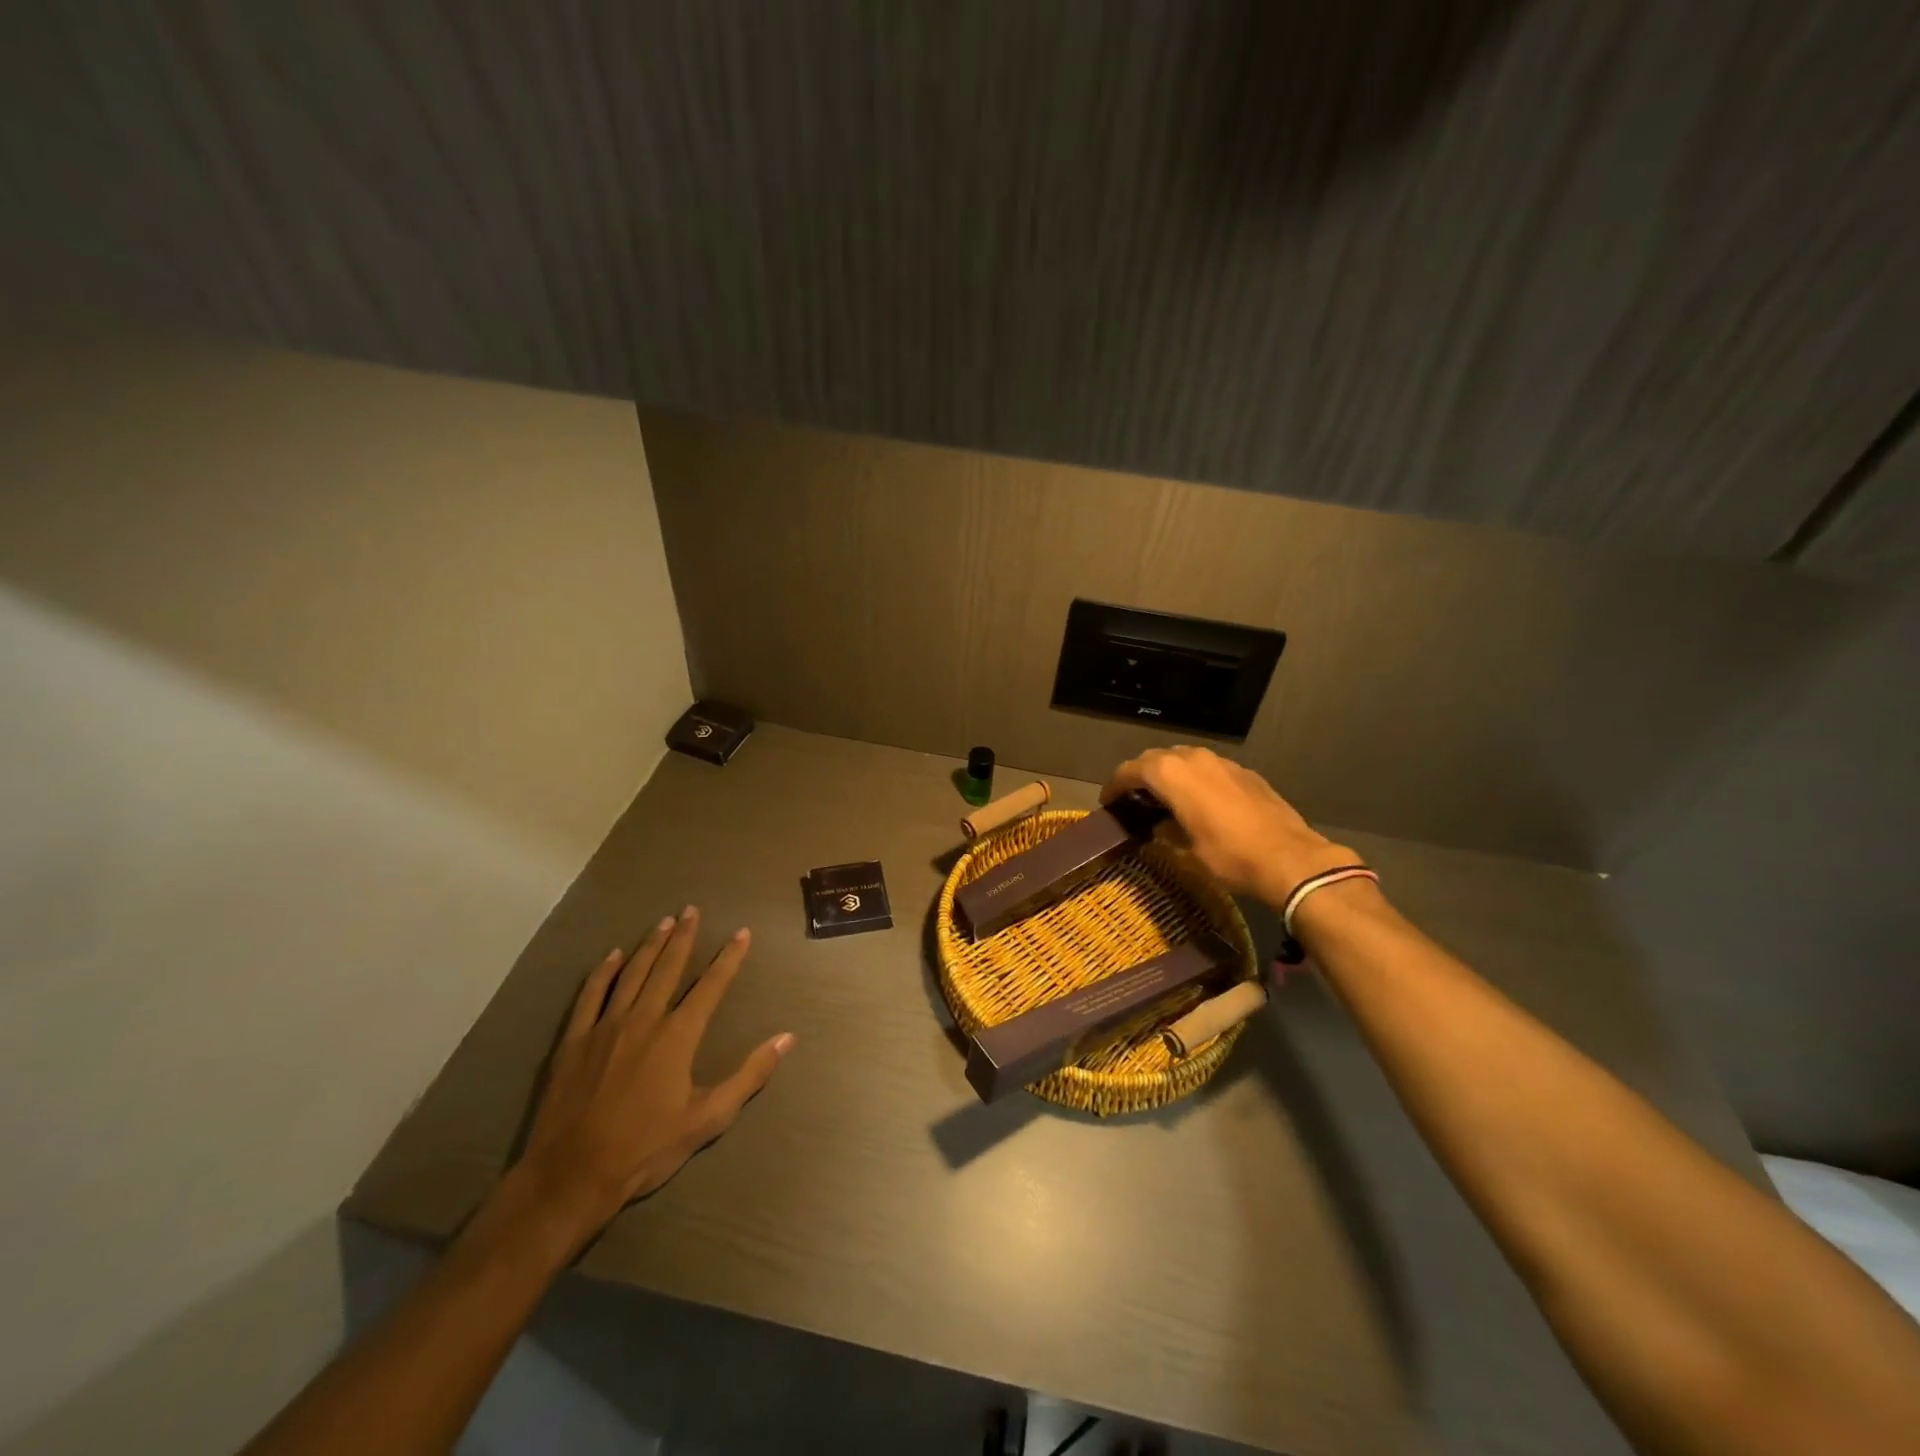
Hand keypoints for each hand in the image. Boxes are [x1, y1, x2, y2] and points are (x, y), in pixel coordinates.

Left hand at [517, 908, 793, 1238]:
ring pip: (632, 974)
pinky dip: (603, 972)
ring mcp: (605, 1027)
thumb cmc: (646, 1149)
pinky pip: (591, 995)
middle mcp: (643, 1019)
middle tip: (692, 909)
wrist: (571, 1176)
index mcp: (678, 1036)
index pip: (711, 986)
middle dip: (684, 937)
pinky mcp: (574, 1041)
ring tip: (663, 921)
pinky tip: (613, 955)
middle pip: (668, 968)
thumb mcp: (708, 1118)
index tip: (742, 933)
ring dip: (650, 945)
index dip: (729, 958)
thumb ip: (749, 1075)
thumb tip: (786, 1038)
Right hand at [1102, 746, 1355, 906]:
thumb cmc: (1229, 856)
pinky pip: (1208, 769)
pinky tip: (1199, 803)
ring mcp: (1221, 762)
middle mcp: (1193, 758)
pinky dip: (1195, 780)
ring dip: (1169, 775)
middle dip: (1140, 777)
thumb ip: (1166, 830)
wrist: (1290, 858)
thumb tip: (1159, 827)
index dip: (1114, 786)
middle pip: (1155, 759)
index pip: (1129, 771)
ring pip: (1183, 759)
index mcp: (1171, 774)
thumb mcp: (1186, 851)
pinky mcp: (1244, 772)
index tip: (1108, 803)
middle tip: (1133, 800)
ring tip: (1163, 800)